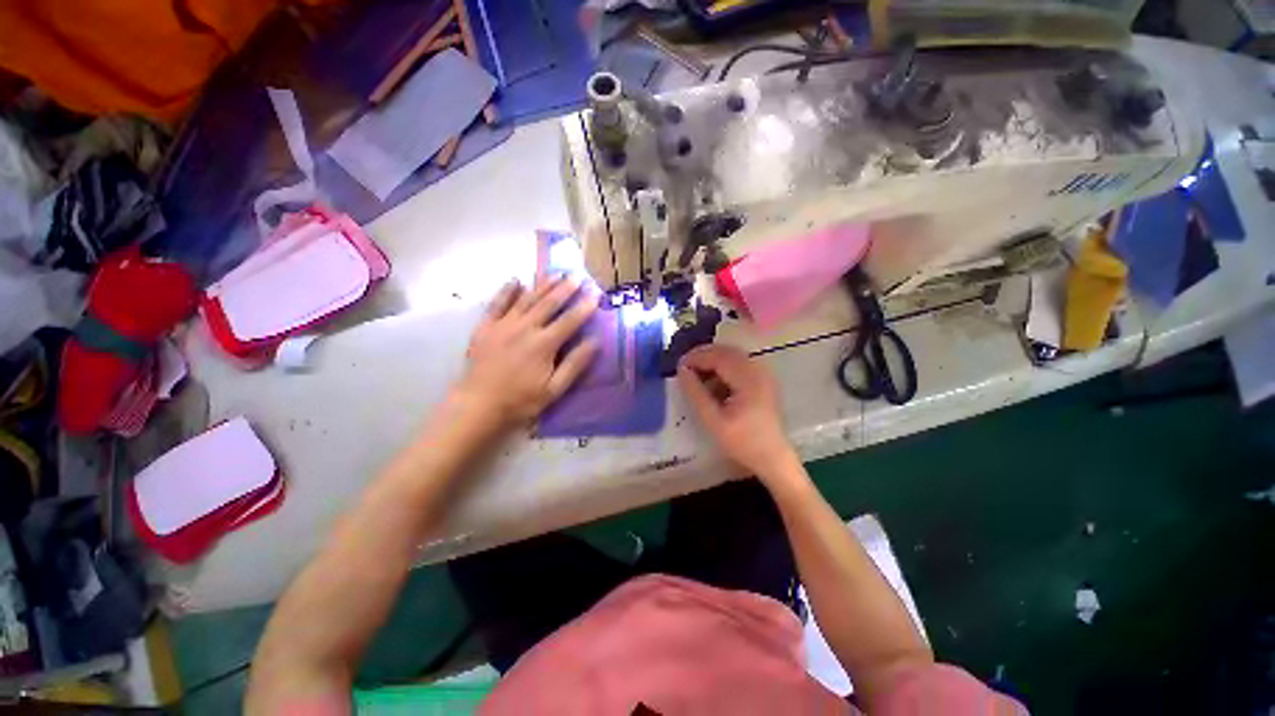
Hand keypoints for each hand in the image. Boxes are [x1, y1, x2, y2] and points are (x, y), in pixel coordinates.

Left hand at [456, 276, 598, 429]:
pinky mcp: (485, 327)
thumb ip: (575, 364)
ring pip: (526, 299)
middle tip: (577, 276)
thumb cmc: (520, 401)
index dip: (584, 307)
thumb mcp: (554, 389)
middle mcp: (525, 328)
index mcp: (544, 344)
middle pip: (549, 303)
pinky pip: (497, 303)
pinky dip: (507, 291)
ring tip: (555, 274)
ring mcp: (503, 325)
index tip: (596, 294)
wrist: (477, 405)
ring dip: (542, 285)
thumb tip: (595, 342)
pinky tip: (516, 280)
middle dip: (565, 289)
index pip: (570, 321)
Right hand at [677, 345, 798, 480]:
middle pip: (726, 352)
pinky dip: (722, 368)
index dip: (696, 357)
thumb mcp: (713, 420)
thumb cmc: (743, 442)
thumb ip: (695, 393)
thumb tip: (682, 370)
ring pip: (732, 356)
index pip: (718, 356)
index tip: (678, 366)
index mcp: (749, 379)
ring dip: (712, 361)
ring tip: (695, 374)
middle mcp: (758, 370)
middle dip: (703, 356)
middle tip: (684, 368)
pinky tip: (712, 382)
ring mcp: (763, 373)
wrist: (772, 458)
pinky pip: (739, 364)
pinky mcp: (763, 379)